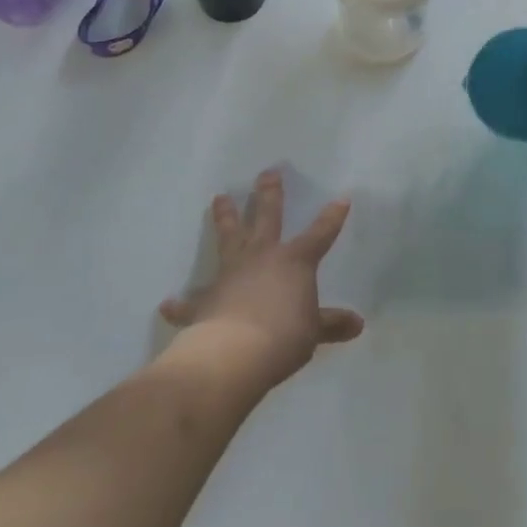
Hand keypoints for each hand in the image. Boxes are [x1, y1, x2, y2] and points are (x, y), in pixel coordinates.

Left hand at [159, 169, 364, 390]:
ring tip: (219, 198)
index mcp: (294, 261)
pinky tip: (168, 304)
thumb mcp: (314, 332)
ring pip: (229, 238)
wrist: (234, 354)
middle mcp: (261, 257)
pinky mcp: (205, 301)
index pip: (320, 234)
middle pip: (267, 217)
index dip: (332, 217)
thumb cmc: (283, 336)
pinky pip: (191, 301)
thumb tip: (357, 324)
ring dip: (225, 218)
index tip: (341, 198)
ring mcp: (230, 275)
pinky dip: (181, 304)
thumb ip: (332, 324)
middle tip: (267, 172)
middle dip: (268, 194)